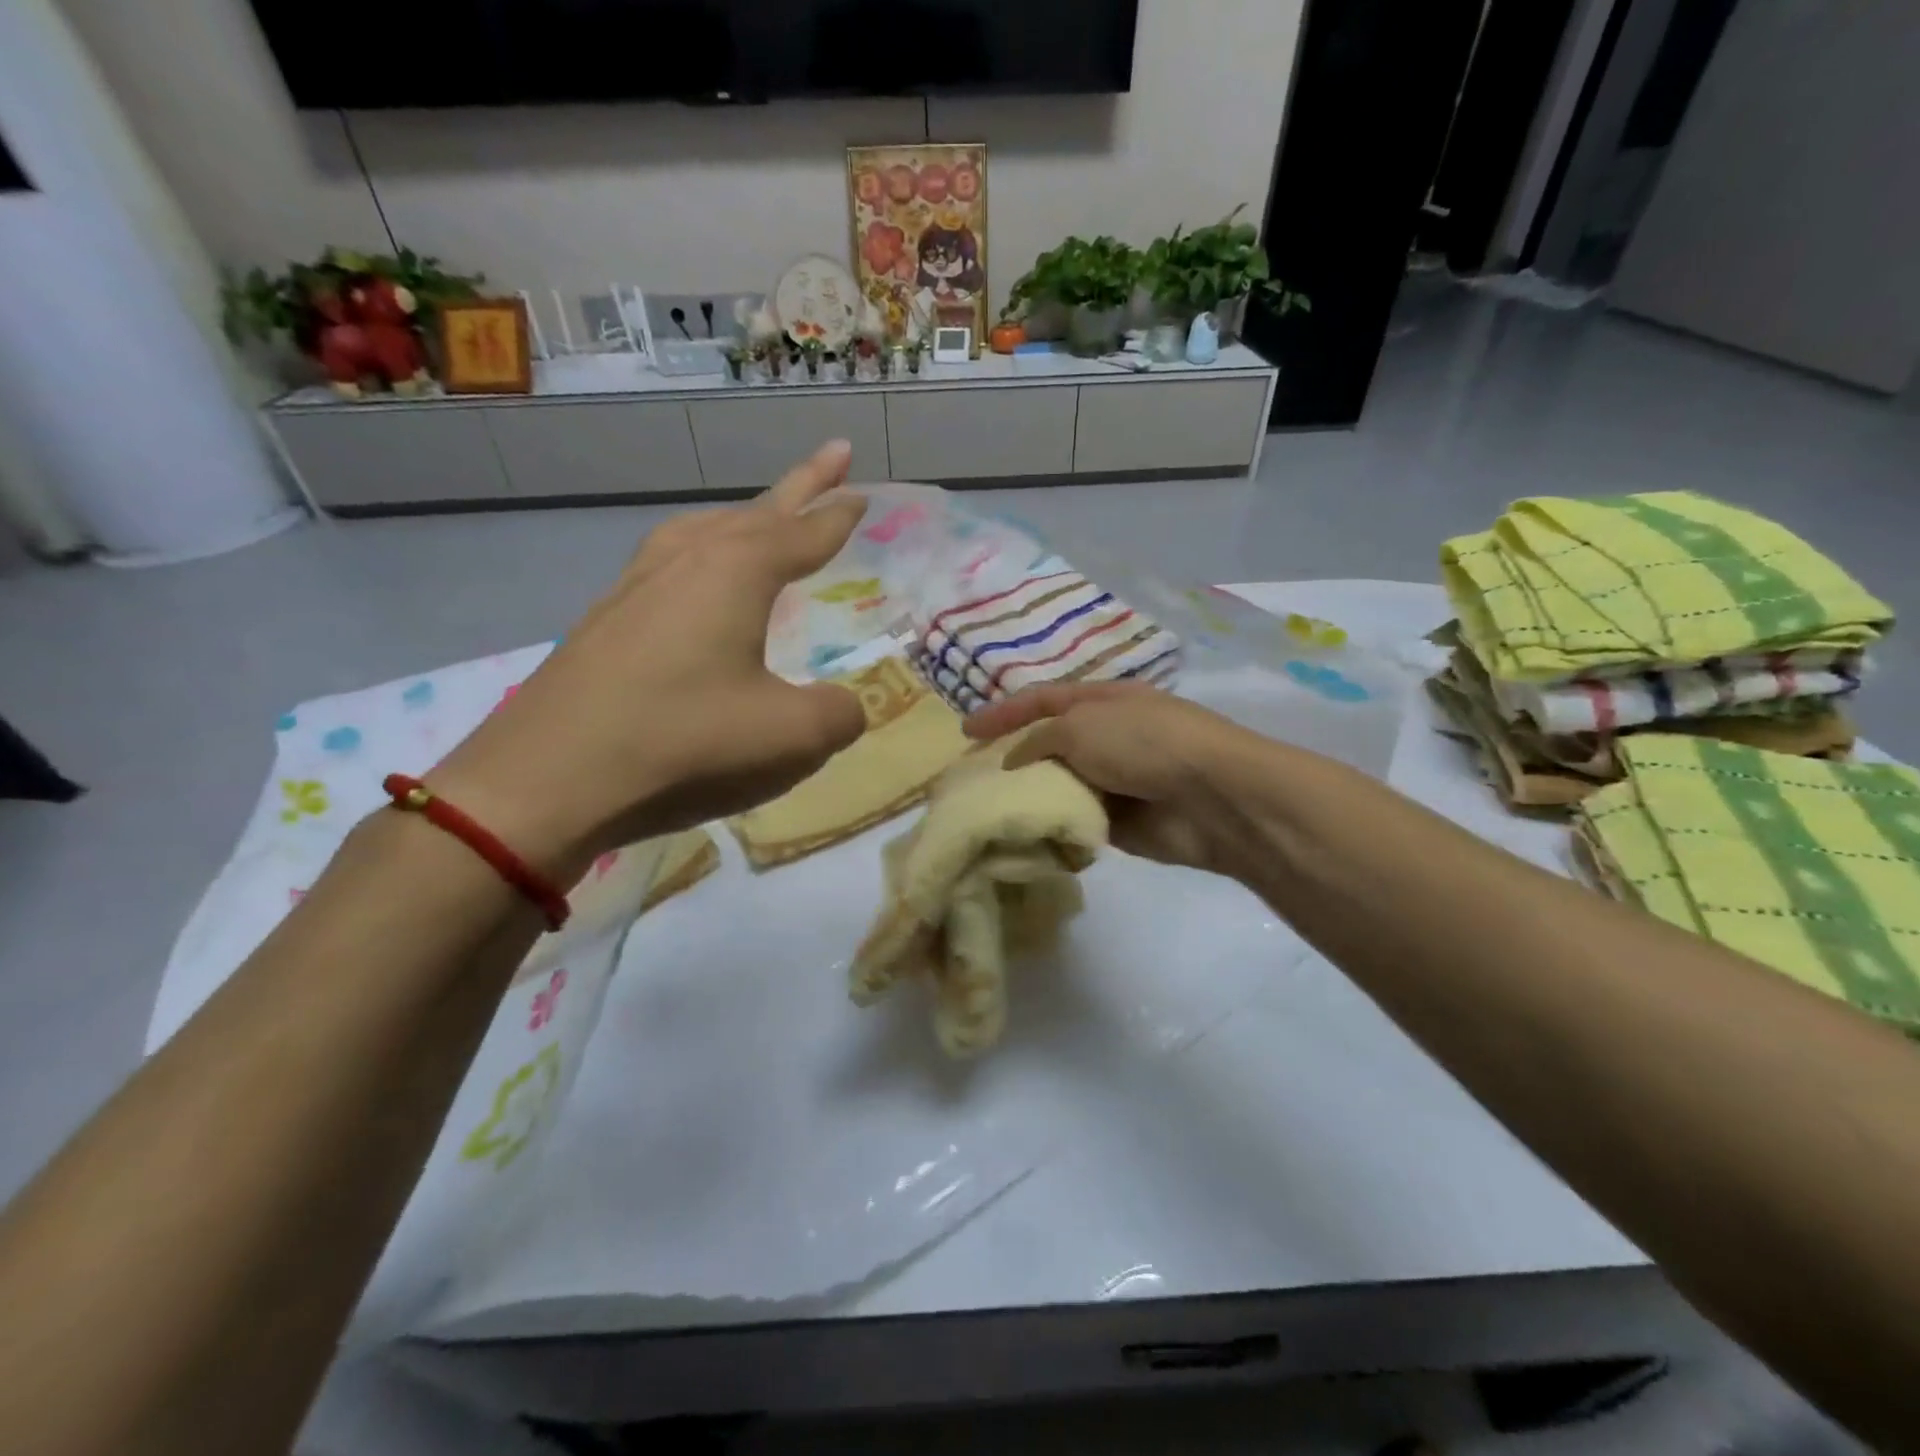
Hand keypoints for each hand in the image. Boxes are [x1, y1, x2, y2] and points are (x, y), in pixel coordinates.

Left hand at [430, 441, 869, 879]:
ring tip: (767, 518)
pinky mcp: (607, 618)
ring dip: (746, 518)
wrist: (545, 780)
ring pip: (705, 530)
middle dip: (801, 487)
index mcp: (735, 572)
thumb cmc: (681, 743)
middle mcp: (686, 561)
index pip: (804, 533)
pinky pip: (672, 562)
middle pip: (756, 512)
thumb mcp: (789, 736)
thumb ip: (839, 715)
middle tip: (835, 457)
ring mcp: (637, 585)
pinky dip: (704, 554)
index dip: (839, 515)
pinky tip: (699, 585)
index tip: (863, 493)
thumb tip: (847, 707)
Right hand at [963, 682, 1269, 875]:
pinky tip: (1027, 837)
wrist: (1212, 798)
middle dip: (1013, 761)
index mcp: (1102, 701)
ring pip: (1060, 787)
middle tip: (974, 781)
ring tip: (992, 812)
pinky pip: (1076, 822)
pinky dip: (1055, 828)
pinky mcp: (1120, 824)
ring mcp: (1115, 781)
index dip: (1003, 712)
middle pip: (1048, 746)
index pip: (1042, 700)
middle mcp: (1107, 737)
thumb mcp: (1081, 726)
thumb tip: (1015, 762)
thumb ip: (1039, 740)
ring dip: (1032, 798)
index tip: (965, 732)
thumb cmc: (1144, 744)